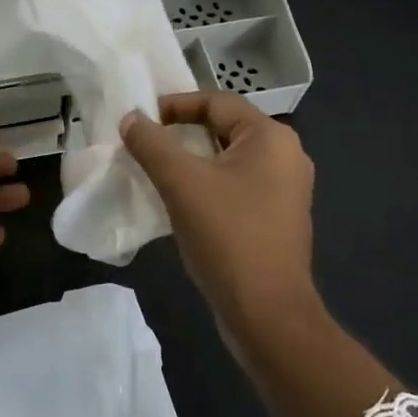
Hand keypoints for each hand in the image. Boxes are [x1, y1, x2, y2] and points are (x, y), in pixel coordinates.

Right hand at [119, 92, 316, 329]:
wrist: (267, 315)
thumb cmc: (227, 236)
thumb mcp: (180, 182)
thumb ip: (151, 143)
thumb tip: (131, 118)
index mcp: (271, 138)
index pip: (217, 101)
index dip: (175, 104)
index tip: (141, 120)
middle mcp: (286, 156)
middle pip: (224, 128)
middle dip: (182, 133)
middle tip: (146, 143)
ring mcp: (285, 190)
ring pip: (229, 159)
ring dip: (192, 160)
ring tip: (157, 170)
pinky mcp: (277, 218)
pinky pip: (236, 185)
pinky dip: (207, 184)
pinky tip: (181, 201)